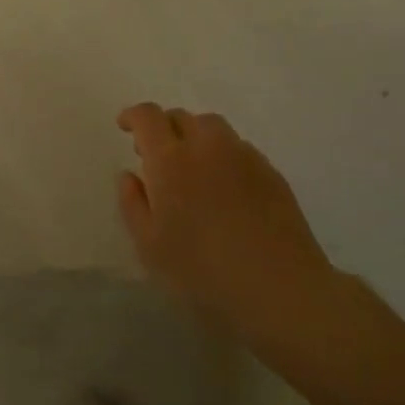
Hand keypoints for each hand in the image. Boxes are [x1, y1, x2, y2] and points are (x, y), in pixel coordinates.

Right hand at [116, 103, 334, 346]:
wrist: (279, 289)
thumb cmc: (202, 272)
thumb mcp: (150, 247)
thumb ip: (133, 204)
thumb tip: (130, 175)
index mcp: (171, 160)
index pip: (148, 117)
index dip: (133, 116)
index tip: (125, 127)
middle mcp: (208, 146)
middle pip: (182, 117)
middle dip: (164, 128)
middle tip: (155, 156)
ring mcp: (244, 156)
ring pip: (213, 128)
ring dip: (195, 137)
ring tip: (191, 169)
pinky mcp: (271, 172)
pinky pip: (239, 148)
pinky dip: (222, 155)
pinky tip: (224, 188)